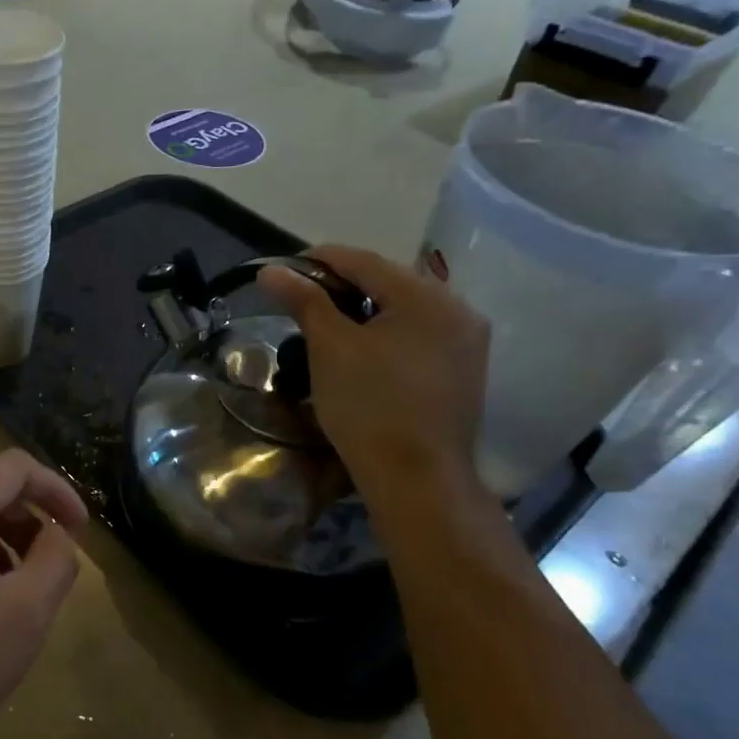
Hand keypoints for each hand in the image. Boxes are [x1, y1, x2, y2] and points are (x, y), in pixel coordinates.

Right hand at [258, 245, 489, 501]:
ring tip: (326, 325)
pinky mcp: (465, 369)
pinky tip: (362, 350)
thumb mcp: (329, 348)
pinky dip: (386, 332)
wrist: (416, 478)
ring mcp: (467, 341)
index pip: (365, 261)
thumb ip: (304, 301)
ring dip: (364, 310)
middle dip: (342, 286)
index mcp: (427, 296)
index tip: (283, 271)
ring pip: (404, 309)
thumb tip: (271, 272)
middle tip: (300, 300)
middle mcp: (457, 309)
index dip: (319, 260)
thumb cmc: (369, 406)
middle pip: (389, 281)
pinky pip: (419, 334)